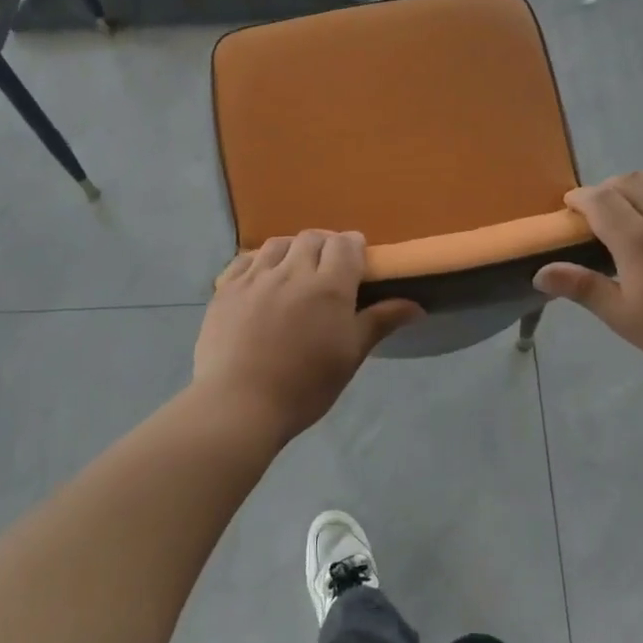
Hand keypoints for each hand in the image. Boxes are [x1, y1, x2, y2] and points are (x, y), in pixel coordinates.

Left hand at [193, 231, 422, 440]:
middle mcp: (292, 272)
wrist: (239, 404)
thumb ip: (379, 322)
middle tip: (328, 269)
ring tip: (294, 270)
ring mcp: (255, 277)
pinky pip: (245, 259)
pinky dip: (259, 260)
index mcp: (328, 287)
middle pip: (312, 238)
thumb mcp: (349, 357)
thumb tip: (416, 306)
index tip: (356, 261)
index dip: (353, 246)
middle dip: (325, 245)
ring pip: (278, 244)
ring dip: (292, 249)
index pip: (345, 244)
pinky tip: (261, 277)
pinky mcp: (226, 289)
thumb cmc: (304, 387)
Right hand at [534, 152, 642, 380]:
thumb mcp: (627, 318)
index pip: (600, 201)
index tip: (570, 207)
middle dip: (608, 187)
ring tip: (635, 191)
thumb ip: (584, 289)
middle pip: (631, 182)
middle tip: (600, 206)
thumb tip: (540, 273)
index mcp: (638, 240)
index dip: (581, 199)